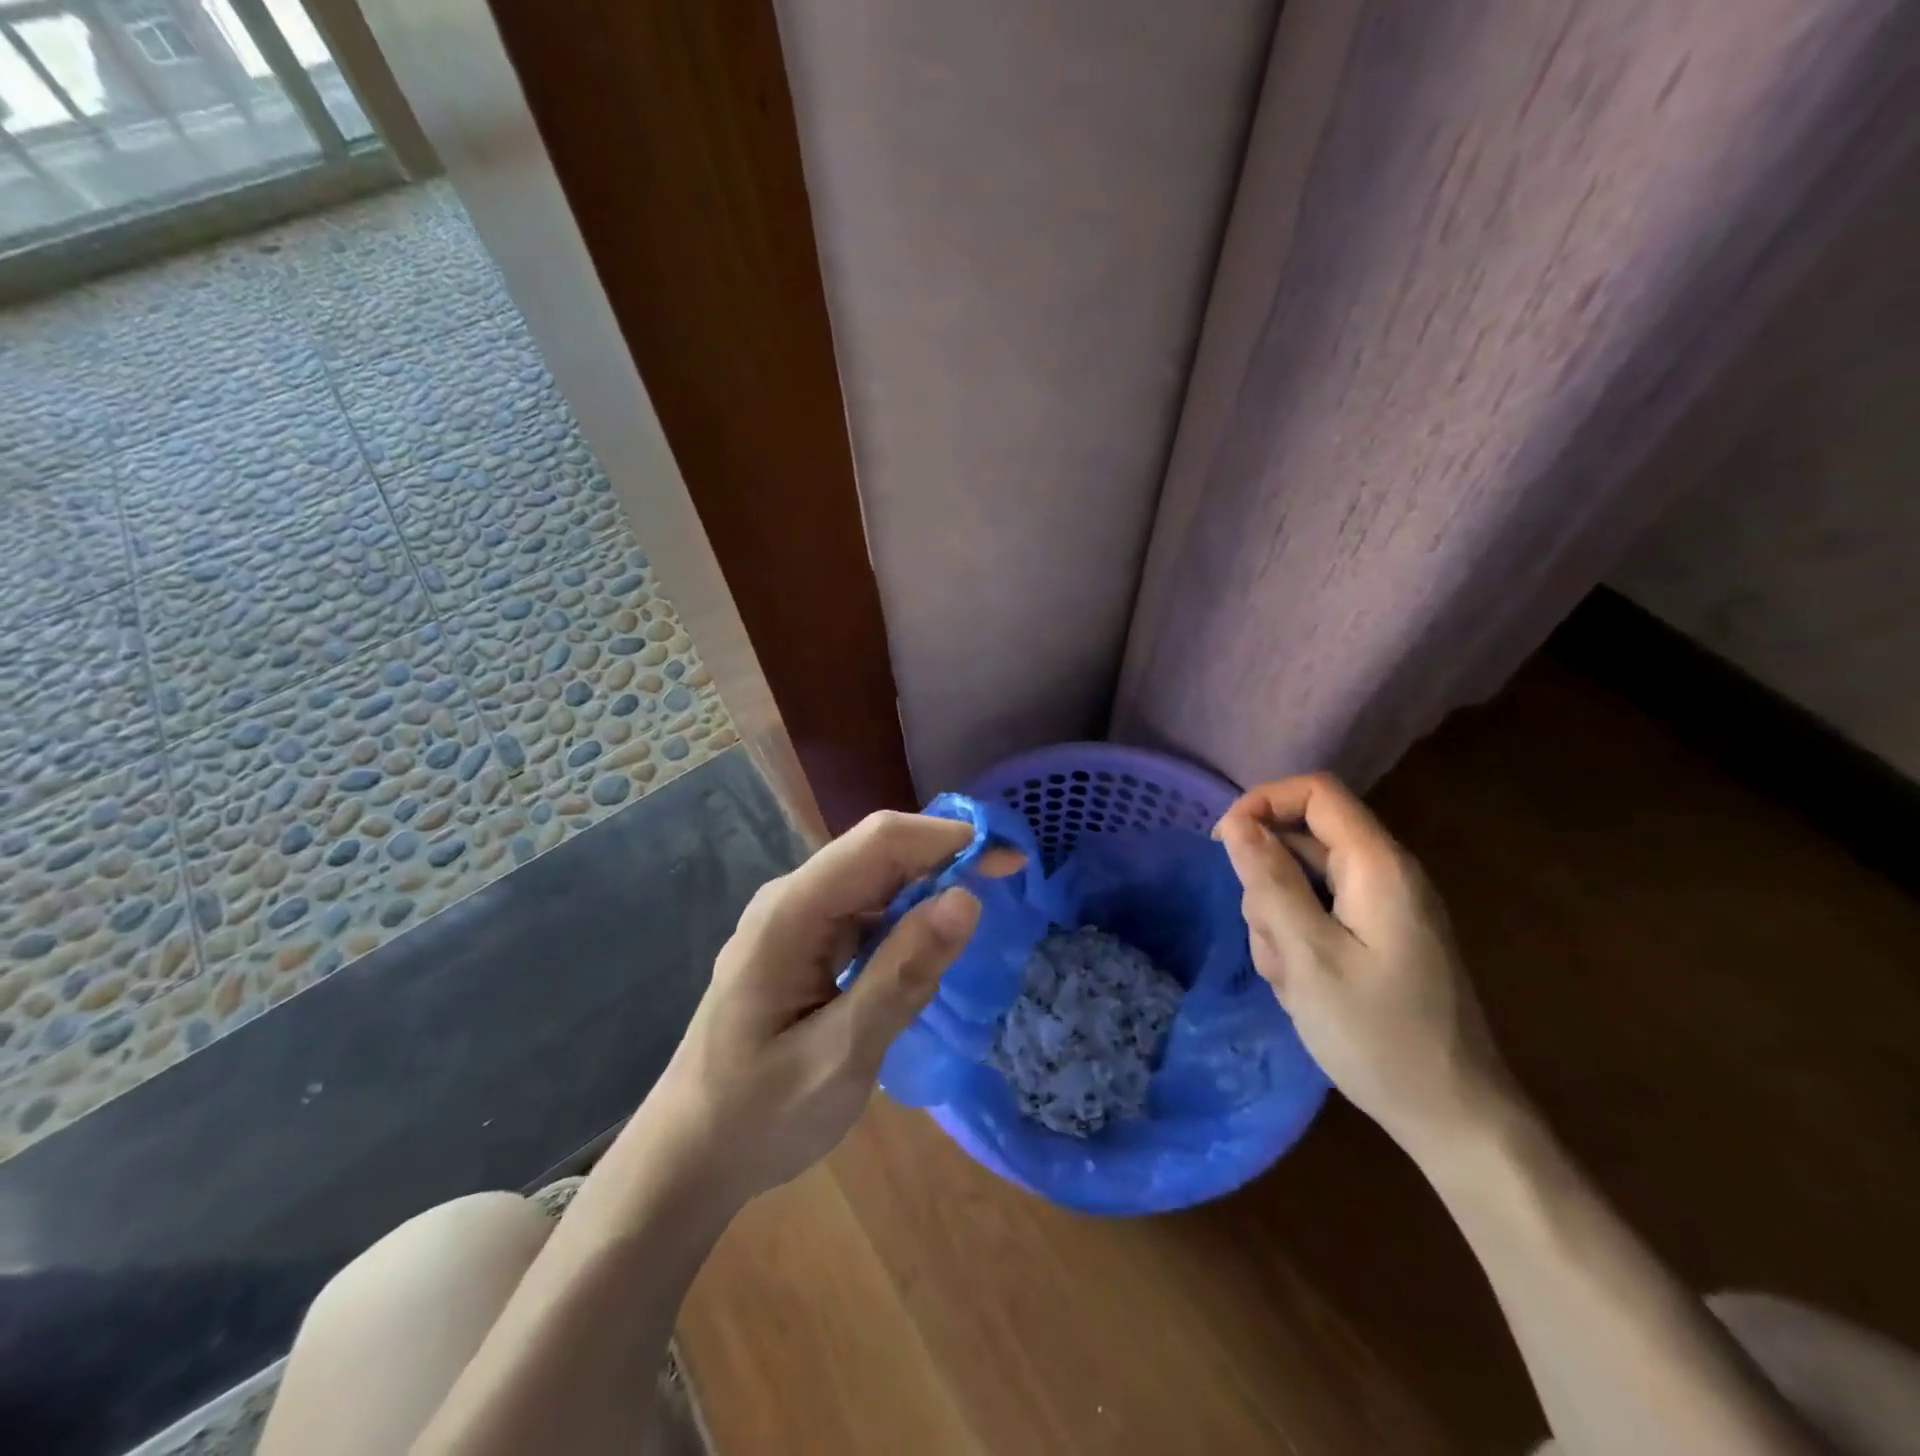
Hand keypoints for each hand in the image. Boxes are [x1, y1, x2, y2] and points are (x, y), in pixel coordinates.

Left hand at [649, 810, 1021, 1208]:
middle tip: (1008, 892)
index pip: (880, 841)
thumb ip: (902, 977)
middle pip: (879, 854)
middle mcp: (791, 900)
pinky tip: (926, 956)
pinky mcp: (803, 944)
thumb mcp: (841, 1057)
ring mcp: (794, 920)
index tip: (1011, 861)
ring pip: (875, 882)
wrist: (687, 1157)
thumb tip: (967, 899)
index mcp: (791, 913)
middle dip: (945, 861)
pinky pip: (864, 913)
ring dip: (928, 893)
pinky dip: (905, 924)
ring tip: (973, 931)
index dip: (949, 838)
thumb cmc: (757, 1116)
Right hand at [1215, 774, 1518, 1161]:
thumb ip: (1270, 882)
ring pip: (1304, 882)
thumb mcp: (1308, 956)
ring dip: (1278, 921)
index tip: (1225, 844)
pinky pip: (1320, 915)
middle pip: (1303, 841)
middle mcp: (1386, 875)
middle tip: (1270, 944)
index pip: (1316, 792)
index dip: (1263, 803)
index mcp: (1379, 867)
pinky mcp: (1378, 938)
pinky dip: (1298, 941)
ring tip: (1290, 979)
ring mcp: (1384, 909)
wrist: (1453, 1118)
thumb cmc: (1379, 1036)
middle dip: (1268, 884)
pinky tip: (1302, 988)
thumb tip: (1236, 822)